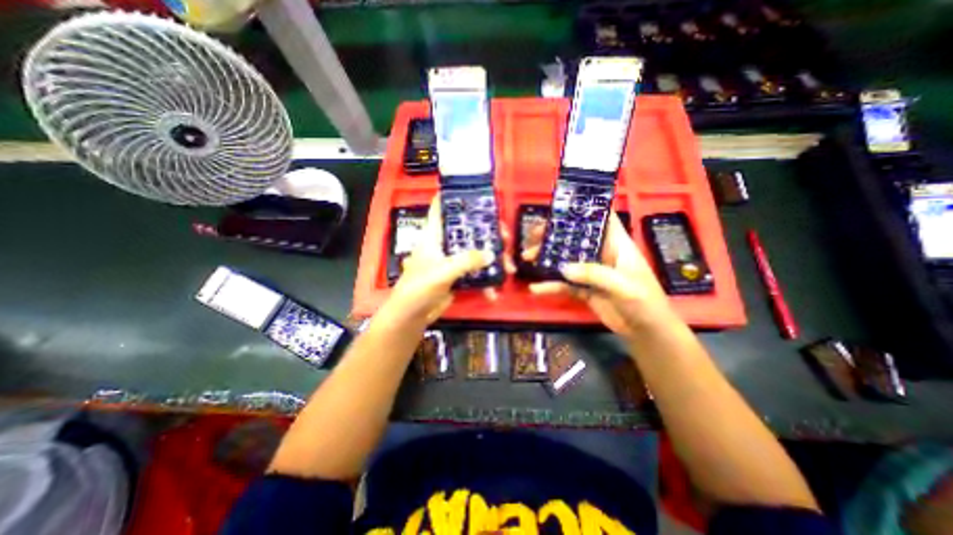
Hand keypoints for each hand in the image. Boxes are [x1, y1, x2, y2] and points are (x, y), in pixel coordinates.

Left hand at [382, 197, 513, 325]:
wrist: (412, 315)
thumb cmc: (420, 287)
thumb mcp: (443, 271)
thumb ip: (467, 261)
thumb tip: (492, 254)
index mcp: (434, 235)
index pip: (441, 209)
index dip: (454, 198)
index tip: (475, 195)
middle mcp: (444, 244)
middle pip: (467, 231)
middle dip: (488, 233)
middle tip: (506, 238)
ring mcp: (452, 260)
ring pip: (475, 252)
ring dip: (492, 260)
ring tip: (509, 268)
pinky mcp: (457, 276)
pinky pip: (475, 273)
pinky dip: (485, 282)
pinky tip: (493, 292)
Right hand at [520, 211, 675, 341]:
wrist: (646, 332)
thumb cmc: (645, 303)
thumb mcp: (624, 286)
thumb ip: (595, 275)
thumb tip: (563, 268)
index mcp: (616, 244)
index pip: (602, 218)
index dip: (584, 209)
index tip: (561, 206)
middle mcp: (601, 254)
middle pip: (575, 238)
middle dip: (553, 235)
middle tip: (532, 236)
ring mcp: (590, 272)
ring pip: (565, 259)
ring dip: (546, 257)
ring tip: (527, 258)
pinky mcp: (583, 288)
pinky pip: (564, 283)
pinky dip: (550, 285)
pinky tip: (535, 288)